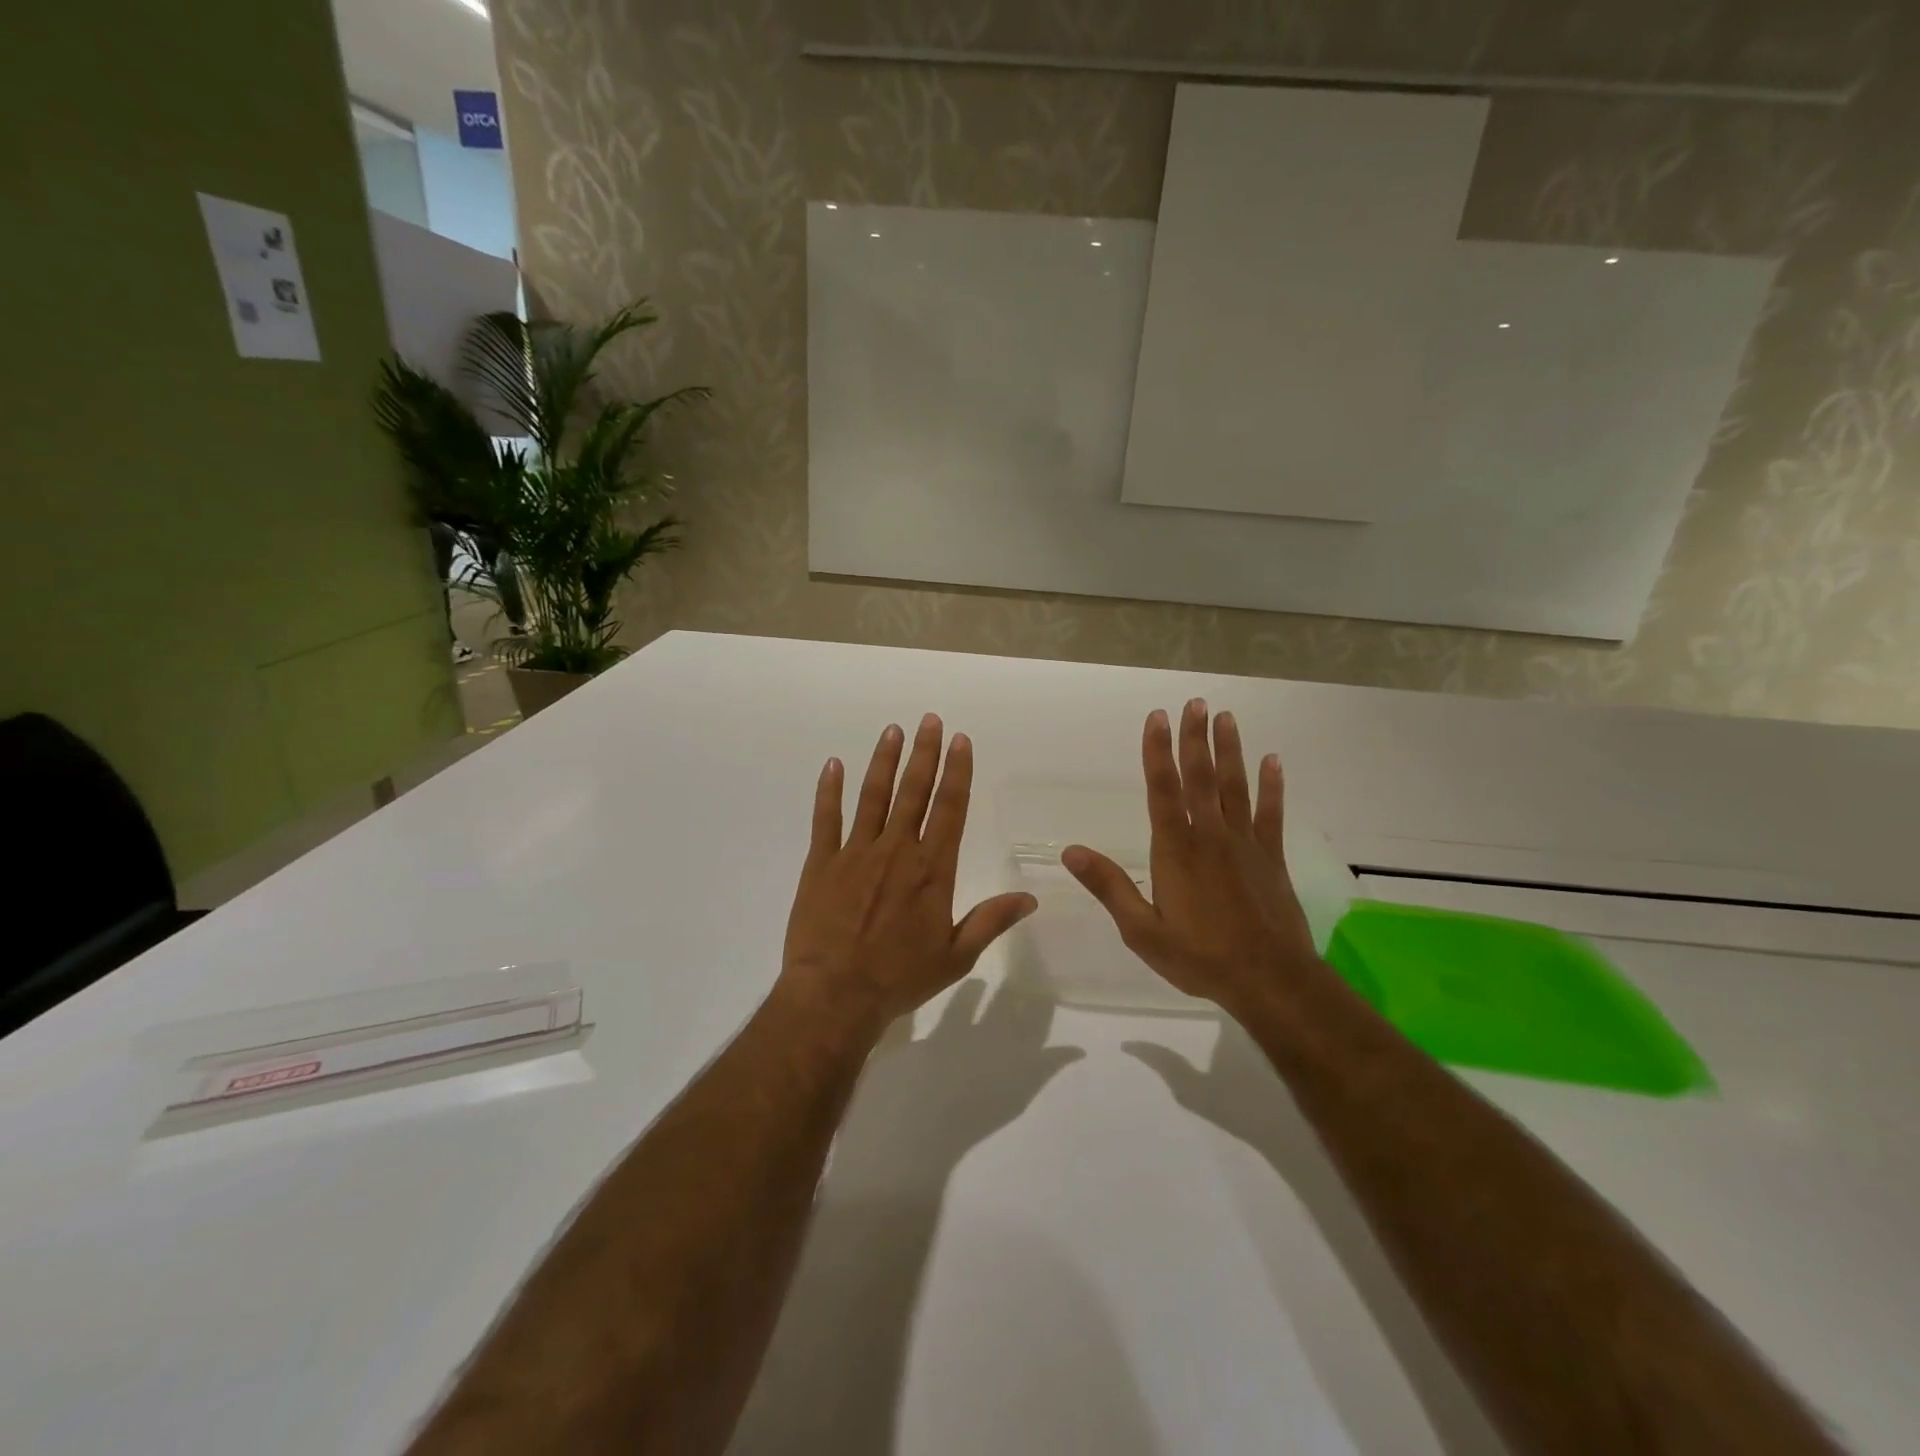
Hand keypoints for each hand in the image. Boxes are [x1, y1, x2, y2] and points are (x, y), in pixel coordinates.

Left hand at [779, 714, 1036, 1042]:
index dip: (957, 772)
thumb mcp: (956, 956)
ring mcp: (856, 853)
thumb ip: (991, 920)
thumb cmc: (900, 978)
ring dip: (884, 761)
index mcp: (932, 870)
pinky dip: (829, 790)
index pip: (950, 809)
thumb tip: (1031, 898)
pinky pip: (826, 819)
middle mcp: (897, 850)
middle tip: (929, 720)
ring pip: (873, 796)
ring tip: (893, 730)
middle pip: (914, 792)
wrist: (835, 996)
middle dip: (924, 753)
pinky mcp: (822, 863)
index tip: (960, 741)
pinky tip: (833, 764)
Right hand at [1062, 699, 1319, 1014]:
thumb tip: (1071, 851)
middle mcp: (1210, 835)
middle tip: (1195, 702)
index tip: (1157, 717)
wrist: (1269, 980)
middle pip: (1200, 777)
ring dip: (1230, 750)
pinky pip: (1271, 813)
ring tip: (1226, 717)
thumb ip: (1109, 886)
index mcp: (1175, 849)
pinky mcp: (1271, 857)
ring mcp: (1244, 844)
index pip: (1162, 789)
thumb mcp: (1142, 930)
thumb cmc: (1199, 956)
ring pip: (1235, 786)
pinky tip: (1273, 761)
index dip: (1158, 751)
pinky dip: (1272, 786)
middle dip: (1195, 738)